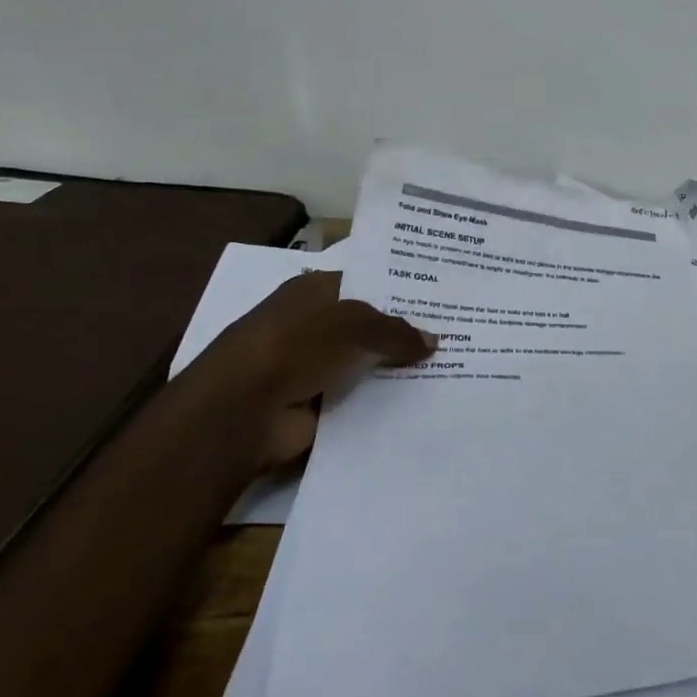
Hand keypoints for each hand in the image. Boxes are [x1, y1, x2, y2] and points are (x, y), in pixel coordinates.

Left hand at [185, 271, 436, 466]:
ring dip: (397, 370)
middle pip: (369, 326)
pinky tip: (424, 404)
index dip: (401, 291)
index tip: (441, 301)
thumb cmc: (294, 347)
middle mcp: (313, 325)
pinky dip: (384, 403)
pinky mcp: (315, 406)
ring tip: (451, 370)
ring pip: (367, 364)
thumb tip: (435, 341)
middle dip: (405, 333)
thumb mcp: (354, 325)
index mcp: (313, 291)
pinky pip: (360, 399)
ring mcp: (312, 367)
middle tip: (456, 336)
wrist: (240, 413)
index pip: (366, 284)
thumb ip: (396, 331)